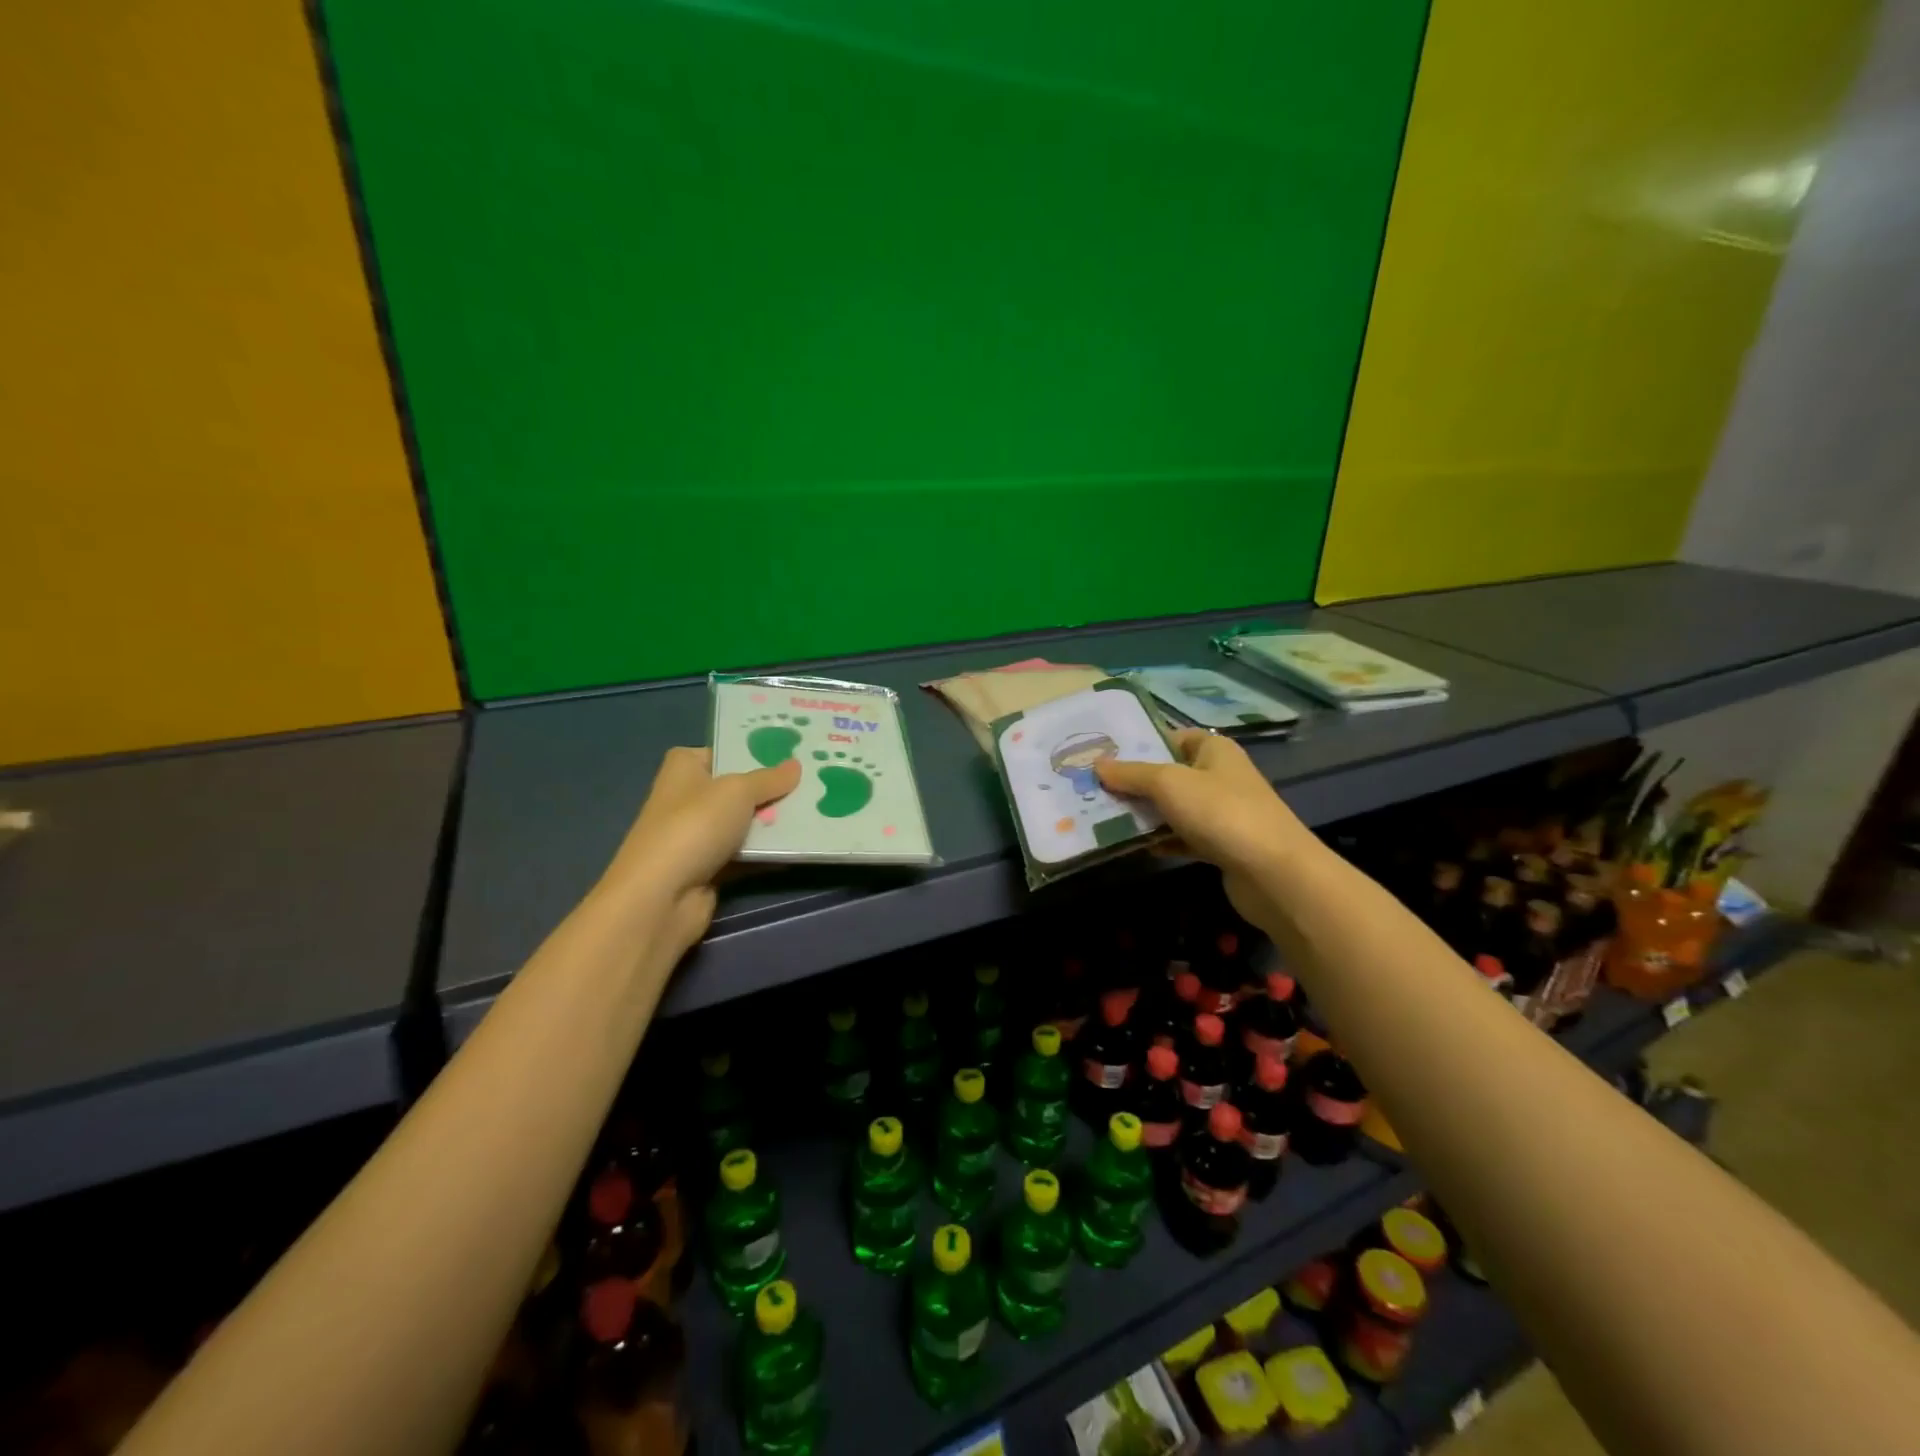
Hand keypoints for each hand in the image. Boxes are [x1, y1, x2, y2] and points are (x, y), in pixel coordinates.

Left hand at [600, 747, 800, 958]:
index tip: (792, 752)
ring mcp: (698, 835)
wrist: (661, 897)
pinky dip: (769, 852)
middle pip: (739, 788)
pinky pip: (747, 854)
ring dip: (775, 822)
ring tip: (817, 810)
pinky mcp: (710, 868)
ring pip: (745, 822)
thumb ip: (769, 779)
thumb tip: (795, 765)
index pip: (723, 751)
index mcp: (684, 768)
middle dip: (773, 788)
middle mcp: (688, 797)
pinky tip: (802, 846)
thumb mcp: (738, 791)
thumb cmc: (694, 827)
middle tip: (814, 780)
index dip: (754, 751)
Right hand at [1095, 729, 1310, 931]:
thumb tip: (1098, 764)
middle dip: (1134, 782)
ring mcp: (1222, 813)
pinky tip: (1136, 846)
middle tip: (1094, 787)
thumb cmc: (1220, 813)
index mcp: (1214, 750)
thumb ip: (1131, 774)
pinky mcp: (1221, 846)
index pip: (1172, 737)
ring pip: (1174, 807)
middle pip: (1169, 774)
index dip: (1141, 743)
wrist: (1273, 874)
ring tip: (1103, 816)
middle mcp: (1220, 776)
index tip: (1105, 754)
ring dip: (1144, 813)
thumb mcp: (1169, 784)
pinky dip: (1162, 840)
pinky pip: (1183, 836)